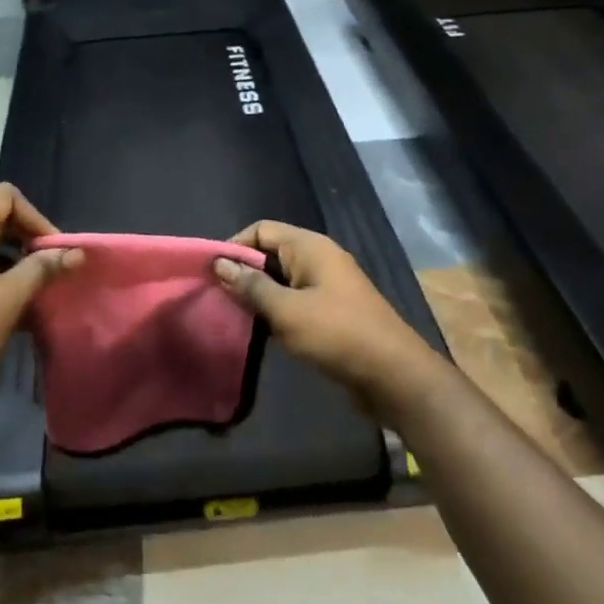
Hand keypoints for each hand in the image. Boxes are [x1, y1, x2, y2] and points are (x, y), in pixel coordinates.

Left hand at [0, 184, 81, 433]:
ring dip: (9, 257)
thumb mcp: (9, 299)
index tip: (55, 251)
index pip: (4, 198)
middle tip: (49, 268)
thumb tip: (77, 253)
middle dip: (25, 238)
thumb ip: (44, 268)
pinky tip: (7, 302)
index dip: (36, 220)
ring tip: (32, 287)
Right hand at [213, 220, 446, 417]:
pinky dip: (276, 311)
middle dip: (243, 272)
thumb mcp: (286, 310)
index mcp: (310, 247)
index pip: (262, 229)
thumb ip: (250, 286)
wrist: (392, 374)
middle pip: (270, 253)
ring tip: (231, 316)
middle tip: (215, 297)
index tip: (211, 273)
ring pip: (281, 280)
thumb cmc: (337, 334)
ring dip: (258, 295)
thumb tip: (218, 263)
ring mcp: (327, 286)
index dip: (234, 246)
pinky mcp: (331, 312)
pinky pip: (294, 301)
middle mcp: (319, 259)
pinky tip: (258, 331)